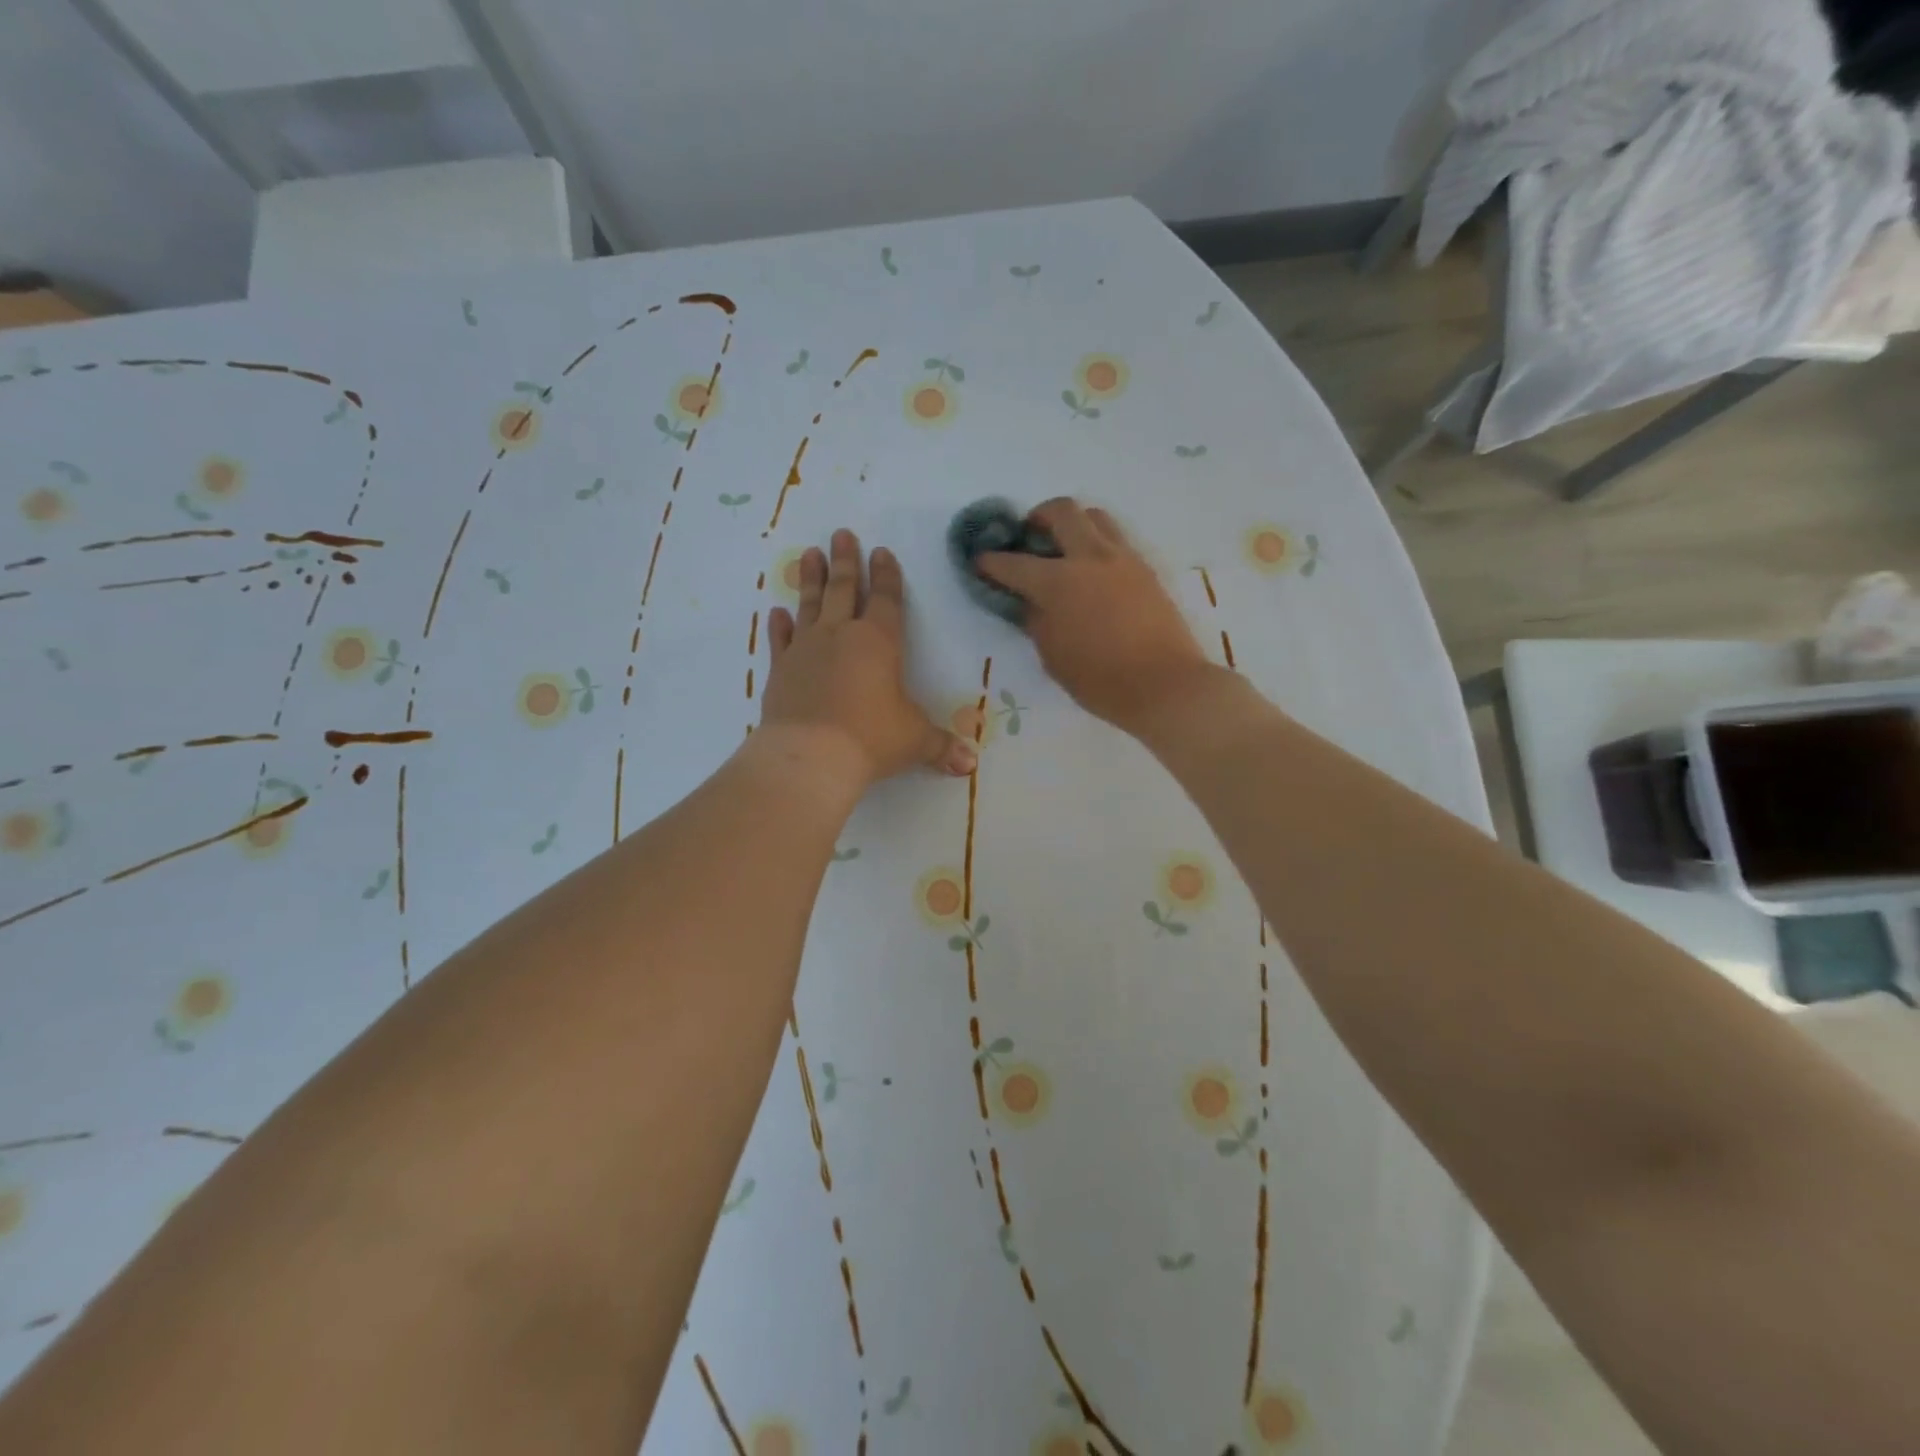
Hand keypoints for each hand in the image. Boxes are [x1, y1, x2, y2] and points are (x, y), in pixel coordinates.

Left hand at [762, 528, 977, 784]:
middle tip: (841, 533)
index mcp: (879, 643)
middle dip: (845, 561)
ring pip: (810, 605)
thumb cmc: (871, 739)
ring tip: (810, 553)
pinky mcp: (780, 670)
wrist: (810, 757)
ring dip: (811, 579)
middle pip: (844, 589)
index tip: (881, 552)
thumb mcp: (914, 741)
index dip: (886, 576)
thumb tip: (969, 765)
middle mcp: (841, 636)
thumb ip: (941, 746)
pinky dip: (779, 626)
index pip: (886, 600)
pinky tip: (776, 612)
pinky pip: (780, 640)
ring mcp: (806, 650)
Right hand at [977, 498, 1212, 732]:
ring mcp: (1123, 559)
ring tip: (1065, 548)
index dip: (991, 562)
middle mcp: (1090, 558)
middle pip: (1062, 511)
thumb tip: (1030, 602)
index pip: (1014, 563)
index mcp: (1059, 582)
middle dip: (1038, 517)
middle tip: (1030, 536)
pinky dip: (1098, 544)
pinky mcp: (1146, 569)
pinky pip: (1117, 540)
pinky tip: (1093, 571)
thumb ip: (1036, 621)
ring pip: (1095, 517)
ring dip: (1074, 523)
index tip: (980, 561)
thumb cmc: (1100, 680)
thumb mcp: (1053, 656)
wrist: (1165, 685)